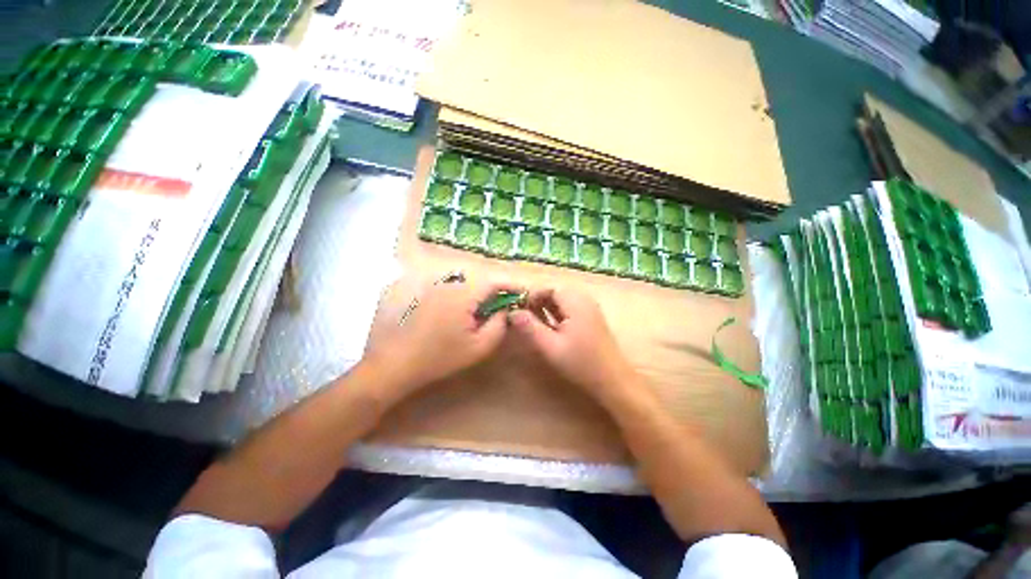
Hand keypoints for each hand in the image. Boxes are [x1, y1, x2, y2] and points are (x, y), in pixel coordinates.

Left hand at [368, 276, 519, 393]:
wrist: (397, 363)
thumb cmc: (442, 357)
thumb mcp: (480, 346)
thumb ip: (500, 324)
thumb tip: (507, 310)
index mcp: (465, 293)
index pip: (495, 280)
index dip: (512, 285)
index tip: (524, 295)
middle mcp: (450, 284)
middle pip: (482, 281)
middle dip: (496, 292)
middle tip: (505, 309)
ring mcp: (436, 288)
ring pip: (468, 285)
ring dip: (480, 296)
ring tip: (484, 314)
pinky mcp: (427, 294)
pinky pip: (454, 290)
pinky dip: (465, 298)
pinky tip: (463, 316)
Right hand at [508, 287, 635, 399]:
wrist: (613, 380)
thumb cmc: (581, 364)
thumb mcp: (550, 347)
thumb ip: (530, 327)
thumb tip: (512, 312)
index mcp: (575, 301)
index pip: (548, 288)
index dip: (531, 296)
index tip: (518, 310)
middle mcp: (584, 299)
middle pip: (555, 292)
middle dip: (538, 302)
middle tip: (524, 318)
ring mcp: (589, 308)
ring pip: (562, 301)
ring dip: (546, 309)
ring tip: (534, 324)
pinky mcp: (591, 318)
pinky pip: (570, 308)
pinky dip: (557, 315)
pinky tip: (550, 329)